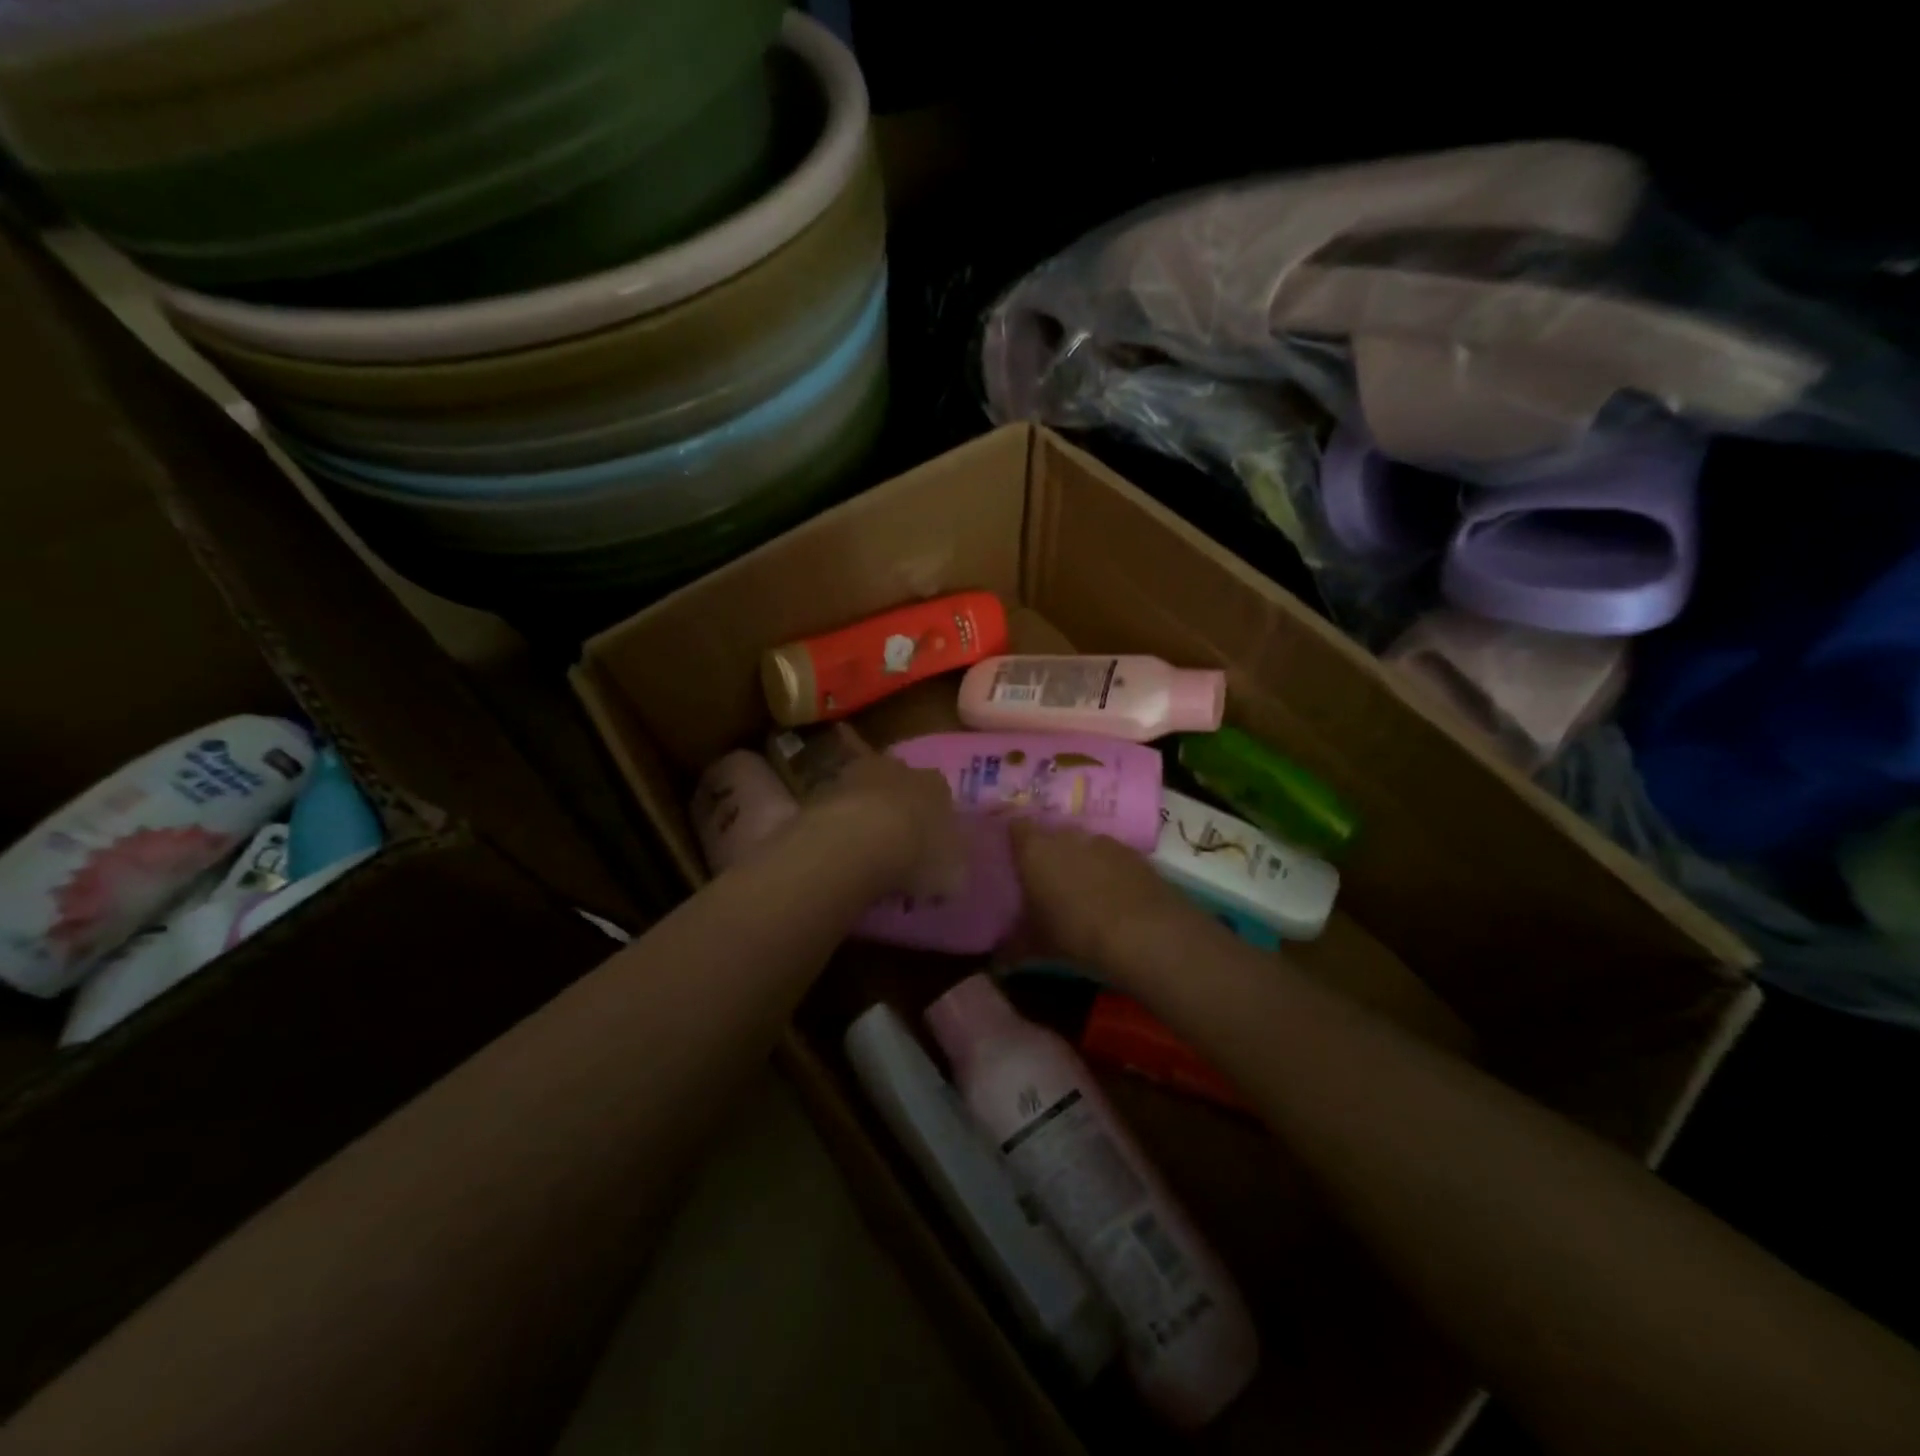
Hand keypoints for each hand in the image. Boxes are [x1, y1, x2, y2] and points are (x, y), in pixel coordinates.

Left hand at [801, 754, 965, 901]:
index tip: (931, 852)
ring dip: (864, 819)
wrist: (855, 842)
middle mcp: (899, 769)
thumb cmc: (916, 855)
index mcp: (937, 784)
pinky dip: (837, 831)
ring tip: (862, 858)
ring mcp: (855, 776)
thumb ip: (952, 871)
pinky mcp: (819, 791)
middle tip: (896, 852)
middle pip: (901, 789)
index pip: (941, 797)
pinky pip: (835, 813)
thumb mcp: (951, 875)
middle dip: (899, 814)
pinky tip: (837, 857)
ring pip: (865, 796)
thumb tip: (949, 876)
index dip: (936, 825)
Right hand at [1007, 819, 1197, 967]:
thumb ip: (1012, 946)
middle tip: (1040, 880)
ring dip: (1078, 861)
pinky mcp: (1133, 853)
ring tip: (1077, 890)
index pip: (1014, 827)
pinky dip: (1105, 870)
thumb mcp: (1037, 945)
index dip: (1010, 839)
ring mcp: (1103, 841)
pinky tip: (1109, 896)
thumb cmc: (1076, 933)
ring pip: (1081, 845)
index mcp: (1034, 849)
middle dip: (1045, 853)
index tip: (1008, 857)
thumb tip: (995, 959)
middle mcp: (1066, 835)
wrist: (1146, 933)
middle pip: (1049, 835)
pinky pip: (1109, 857)